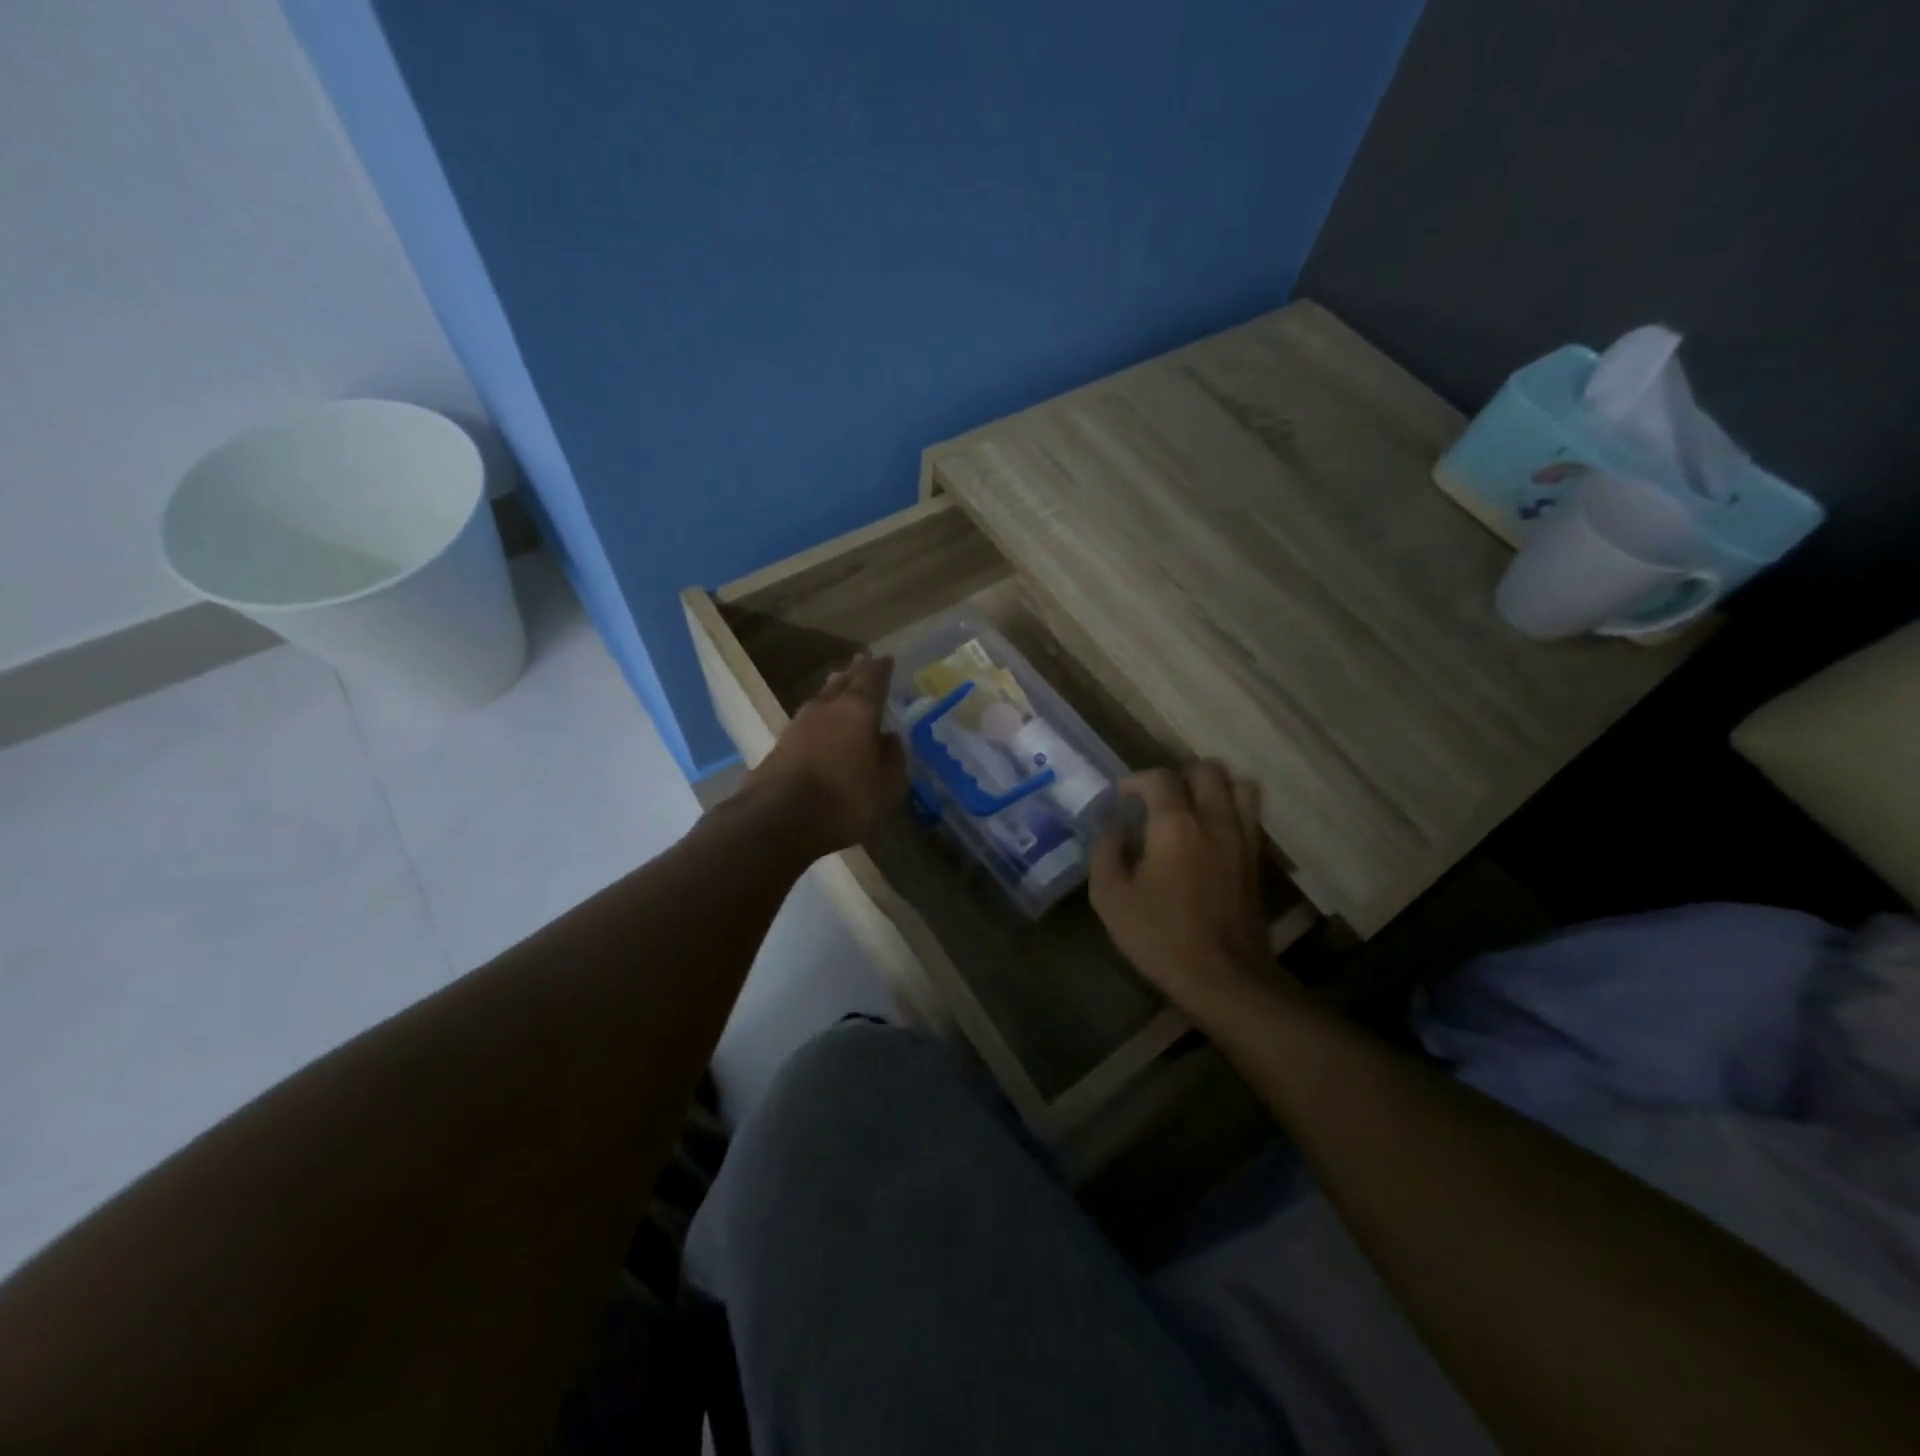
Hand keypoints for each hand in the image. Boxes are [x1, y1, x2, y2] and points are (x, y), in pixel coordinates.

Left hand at [747, 654, 907, 855]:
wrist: (777, 820)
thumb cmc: (844, 801)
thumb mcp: (887, 787)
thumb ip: (893, 759)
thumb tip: (890, 739)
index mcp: (858, 710)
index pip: (872, 678)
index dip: (881, 668)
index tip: (886, 658)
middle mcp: (827, 708)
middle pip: (842, 682)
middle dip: (855, 672)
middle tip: (863, 662)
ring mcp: (798, 725)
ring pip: (821, 698)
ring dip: (833, 691)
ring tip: (841, 686)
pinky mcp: (780, 745)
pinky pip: (807, 722)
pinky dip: (819, 718)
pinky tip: (821, 726)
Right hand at [1090, 763, 1269, 1006]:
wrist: (1224, 978)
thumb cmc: (1160, 937)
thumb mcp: (1111, 898)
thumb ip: (1105, 853)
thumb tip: (1111, 828)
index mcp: (1175, 826)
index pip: (1160, 778)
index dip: (1136, 780)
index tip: (1121, 798)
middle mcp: (1214, 821)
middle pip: (1207, 770)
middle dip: (1178, 776)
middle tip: (1157, 799)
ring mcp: (1242, 839)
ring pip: (1239, 785)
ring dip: (1213, 786)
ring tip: (1191, 806)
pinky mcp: (1256, 859)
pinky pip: (1250, 814)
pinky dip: (1232, 808)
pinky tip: (1211, 832)